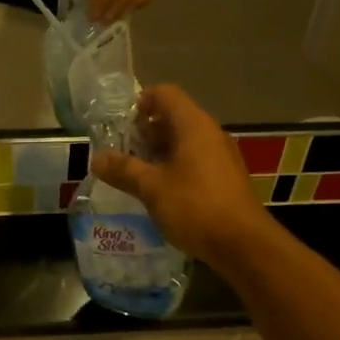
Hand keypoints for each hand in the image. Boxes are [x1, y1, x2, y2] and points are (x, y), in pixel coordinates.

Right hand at [90, 85, 274, 266]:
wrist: (244, 245)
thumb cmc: (195, 207)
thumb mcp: (152, 188)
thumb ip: (123, 170)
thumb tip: (96, 158)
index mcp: (194, 125)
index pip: (166, 94)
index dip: (141, 102)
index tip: (121, 124)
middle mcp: (211, 133)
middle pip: (175, 117)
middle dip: (146, 131)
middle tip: (122, 152)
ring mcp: (222, 155)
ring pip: (185, 141)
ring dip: (159, 152)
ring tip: (136, 173)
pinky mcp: (226, 177)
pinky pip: (196, 159)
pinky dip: (175, 166)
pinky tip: (161, 191)